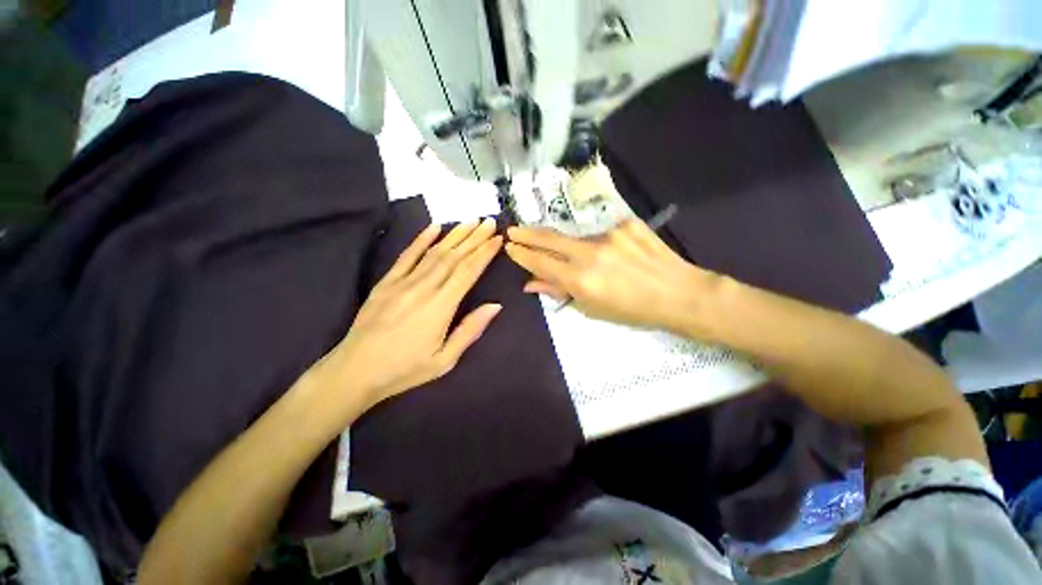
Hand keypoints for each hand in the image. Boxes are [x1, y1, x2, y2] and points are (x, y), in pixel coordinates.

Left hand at [314, 219, 503, 411]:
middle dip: (473, 238)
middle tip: (490, 222)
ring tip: (470, 221)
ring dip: (454, 236)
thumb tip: (494, 306)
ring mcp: (402, 282)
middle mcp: (424, 288)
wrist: (359, 367)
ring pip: (433, 253)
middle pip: (453, 257)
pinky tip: (434, 227)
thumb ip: (469, 331)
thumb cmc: (404, 369)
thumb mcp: (443, 361)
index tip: (498, 239)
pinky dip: (421, 240)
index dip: (484, 253)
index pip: (468, 272)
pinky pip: (406, 256)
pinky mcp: (386, 282)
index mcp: (441, 307)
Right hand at [505, 219, 717, 331]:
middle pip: (549, 238)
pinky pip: (605, 232)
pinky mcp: (626, 223)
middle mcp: (591, 252)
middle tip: (512, 229)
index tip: (510, 246)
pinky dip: (604, 243)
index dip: (521, 254)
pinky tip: (618, 255)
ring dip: (572, 245)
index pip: (540, 262)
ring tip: (583, 258)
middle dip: (527, 234)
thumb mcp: (595, 310)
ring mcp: (609, 234)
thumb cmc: (637, 312)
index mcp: (581, 280)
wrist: (679, 293)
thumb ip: (562, 292)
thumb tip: (532, 283)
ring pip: (578, 236)